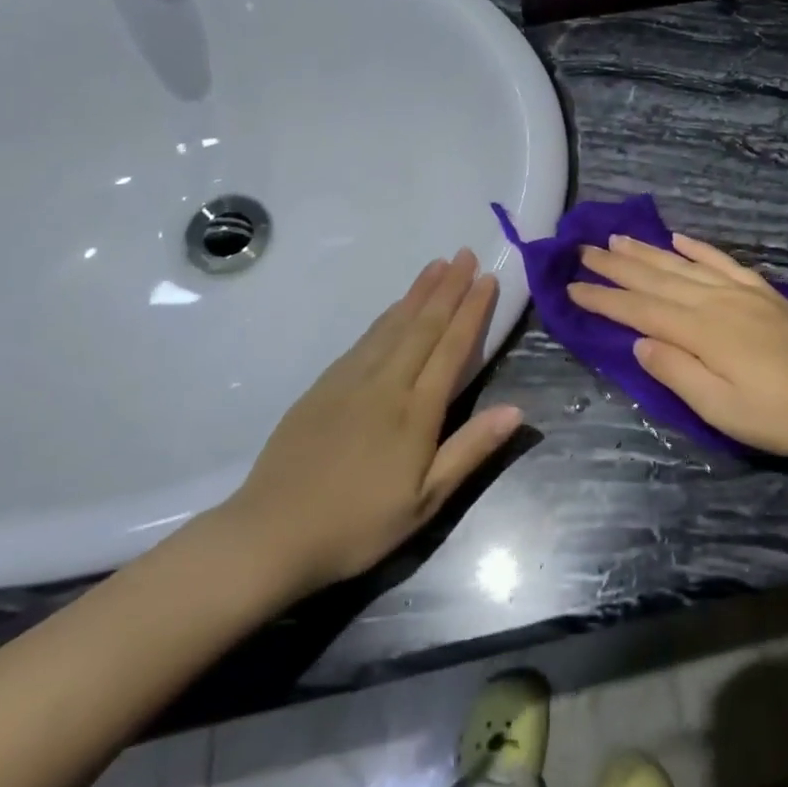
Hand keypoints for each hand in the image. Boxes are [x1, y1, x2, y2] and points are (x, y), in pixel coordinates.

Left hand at [215, 250, 523, 594]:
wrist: (270, 533)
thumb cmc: (358, 524)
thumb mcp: (426, 501)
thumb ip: (470, 450)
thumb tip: (517, 410)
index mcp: (415, 411)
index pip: (451, 347)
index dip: (472, 310)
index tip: (488, 279)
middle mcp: (385, 384)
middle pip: (423, 325)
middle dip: (448, 287)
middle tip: (465, 253)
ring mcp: (349, 380)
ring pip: (392, 325)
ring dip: (417, 293)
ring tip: (435, 265)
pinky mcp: (323, 386)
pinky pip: (364, 339)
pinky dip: (386, 316)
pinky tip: (393, 308)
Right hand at [568, 233, 787, 467]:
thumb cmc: (777, 416)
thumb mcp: (719, 408)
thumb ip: (676, 371)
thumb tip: (639, 341)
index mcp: (701, 331)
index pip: (640, 310)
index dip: (604, 299)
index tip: (571, 287)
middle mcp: (716, 301)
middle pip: (657, 279)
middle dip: (617, 266)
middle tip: (583, 250)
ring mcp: (742, 292)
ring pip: (684, 264)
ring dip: (648, 251)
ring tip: (618, 238)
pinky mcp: (764, 293)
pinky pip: (723, 262)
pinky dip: (699, 248)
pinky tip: (680, 238)